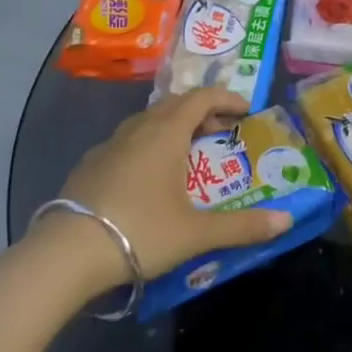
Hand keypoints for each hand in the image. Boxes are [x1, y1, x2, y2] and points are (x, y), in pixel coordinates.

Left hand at [49, 88, 293, 295]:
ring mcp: (109, 145)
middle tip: (221, 130)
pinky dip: (147, 144)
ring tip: (187, 150)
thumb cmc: (140, 232)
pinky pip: (127, 141)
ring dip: (172, 126)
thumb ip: (242, 227)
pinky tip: (147, 176)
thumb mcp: (196, 233)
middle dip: (202, 111)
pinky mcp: (89, 165)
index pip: (202, 98)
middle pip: (175, 104)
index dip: (226, 98)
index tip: (245, 109)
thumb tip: (286, 220)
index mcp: (166, 132)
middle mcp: (138, 129)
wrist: (65, 254)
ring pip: (147, 121)